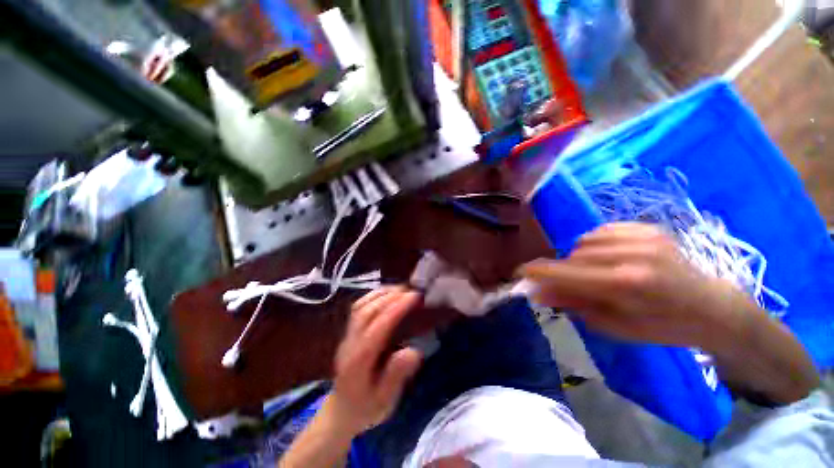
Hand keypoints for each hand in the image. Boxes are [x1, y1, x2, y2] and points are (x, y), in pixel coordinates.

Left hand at [327, 286, 422, 434]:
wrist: (341, 412)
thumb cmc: (366, 407)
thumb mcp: (384, 400)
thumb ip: (396, 376)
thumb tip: (414, 351)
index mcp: (359, 360)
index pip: (378, 326)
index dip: (396, 308)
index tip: (414, 297)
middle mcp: (351, 342)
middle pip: (367, 311)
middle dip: (390, 296)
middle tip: (412, 291)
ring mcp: (347, 335)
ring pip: (361, 306)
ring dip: (381, 293)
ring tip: (401, 289)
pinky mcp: (349, 332)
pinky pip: (359, 307)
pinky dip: (374, 296)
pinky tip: (387, 295)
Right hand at [518, 223, 751, 349]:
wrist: (711, 306)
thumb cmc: (662, 326)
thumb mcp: (615, 325)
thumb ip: (573, 304)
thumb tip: (537, 292)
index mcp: (627, 285)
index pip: (568, 274)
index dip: (540, 272)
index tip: (520, 272)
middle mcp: (633, 255)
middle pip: (574, 256)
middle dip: (564, 270)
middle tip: (572, 284)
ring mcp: (642, 236)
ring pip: (584, 241)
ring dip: (579, 257)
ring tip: (596, 271)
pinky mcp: (647, 227)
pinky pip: (600, 230)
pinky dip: (594, 244)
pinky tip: (609, 257)